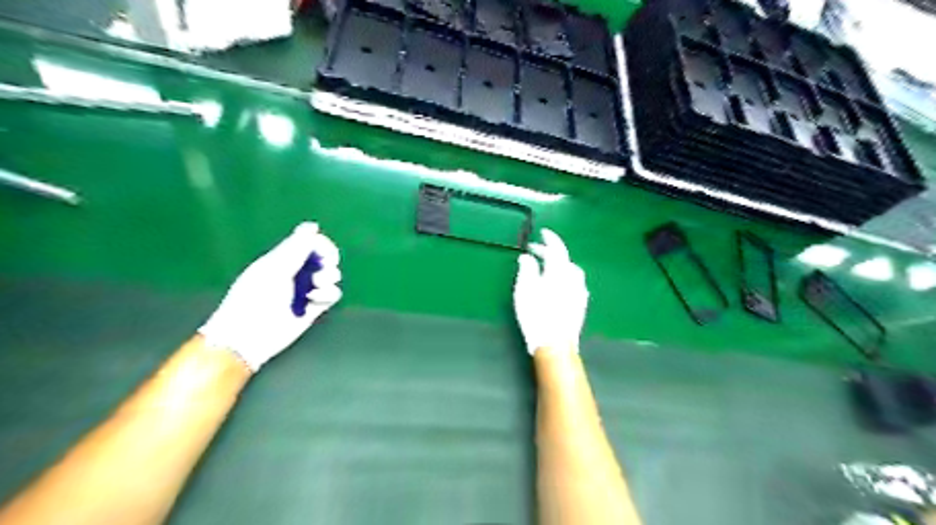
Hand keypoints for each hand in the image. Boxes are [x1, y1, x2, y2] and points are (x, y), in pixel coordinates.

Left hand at [200, 223, 343, 371]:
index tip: (324, 254)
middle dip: (328, 262)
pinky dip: (328, 294)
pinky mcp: (315, 308)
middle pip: (325, 258)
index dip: (322, 245)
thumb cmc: (255, 298)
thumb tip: (313, 226)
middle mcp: (297, 272)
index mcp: (284, 258)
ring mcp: (306, 290)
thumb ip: (295, 248)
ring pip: (331, 276)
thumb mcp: (275, 269)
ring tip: (315, 288)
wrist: (249, 336)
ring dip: (328, 279)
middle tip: (321, 271)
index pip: (311, 243)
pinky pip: (333, 294)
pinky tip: (314, 301)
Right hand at [514, 230, 587, 357]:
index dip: (550, 239)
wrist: (555, 343)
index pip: (557, 249)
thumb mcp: (525, 289)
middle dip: (550, 253)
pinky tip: (557, 284)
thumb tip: (528, 257)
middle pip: (564, 259)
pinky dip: (564, 277)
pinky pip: (574, 283)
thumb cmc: (536, 314)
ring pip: (571, 271)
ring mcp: (579, 292)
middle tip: (535, 251)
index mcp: (559, 272)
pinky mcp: (580, 304)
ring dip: (559, 265)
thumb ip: (527, 269)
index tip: (543, 232)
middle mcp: (573, 279)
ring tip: (545, 267)